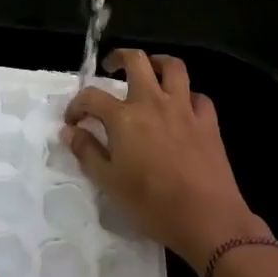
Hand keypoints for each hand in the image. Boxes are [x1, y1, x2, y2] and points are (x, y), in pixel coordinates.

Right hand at [63, 49, 269, 274]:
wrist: (207, 218)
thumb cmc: (151, 204)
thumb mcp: (109, 183)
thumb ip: (87, 152)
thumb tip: (69, 131)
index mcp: (124, 117)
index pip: (91, 97)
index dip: (76, 105)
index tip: (72, 121)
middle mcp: (152, 102)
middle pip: (136, 60)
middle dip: (119, 58)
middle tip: (111, 68)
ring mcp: (183, 108)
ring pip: (173, 67)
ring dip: (158, 63)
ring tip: (150, 71)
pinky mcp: (208, 121)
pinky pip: (198, 97)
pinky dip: (188, 97)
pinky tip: (182, 109)